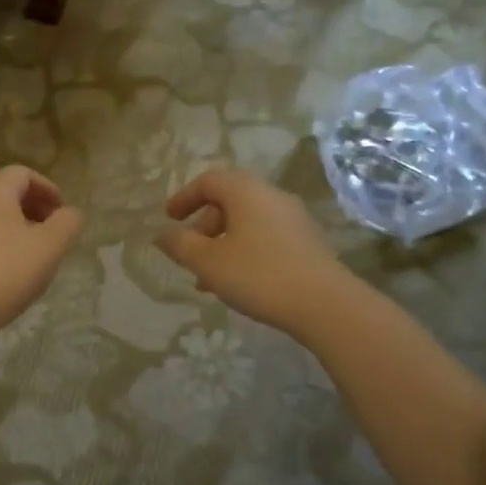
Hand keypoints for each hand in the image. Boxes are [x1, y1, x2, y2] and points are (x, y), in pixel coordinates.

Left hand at [0, 166, 82, 335]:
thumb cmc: (9, 270)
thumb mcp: (51, 245)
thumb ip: (68, 223)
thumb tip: (69, 214)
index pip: (21, 173)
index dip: (47, 188)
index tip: (61, 212)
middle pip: (6, 193)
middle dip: (34, 207)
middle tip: (53, 232)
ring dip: (18, 227)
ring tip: (36, 254)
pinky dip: (1, 243)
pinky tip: (13, 271)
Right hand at [155, 169, 346, 336]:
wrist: (324, 304)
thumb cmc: (258, 275)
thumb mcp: (208, 262)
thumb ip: (180, 245)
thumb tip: (161, 234)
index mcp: (246, 192)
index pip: (209, 181)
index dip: (184, 197)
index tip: (169, 218)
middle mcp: (272, 196)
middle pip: (229, 200)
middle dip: (203, 226)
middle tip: (189, 253)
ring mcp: (294, 219)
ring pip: (247, 222)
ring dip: (223, 244)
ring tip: (208, 279)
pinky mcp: (307, 242)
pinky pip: (266, 237)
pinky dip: (244, 251)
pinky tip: (239, 283)